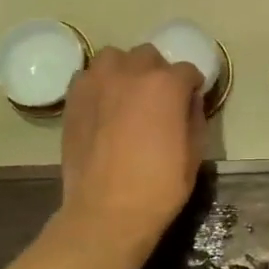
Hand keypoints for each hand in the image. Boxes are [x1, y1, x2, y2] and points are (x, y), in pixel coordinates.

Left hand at [54, 44, 205, 265]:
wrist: (106, 212)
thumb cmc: (158, 187)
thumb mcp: (194, 154)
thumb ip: (194, 117)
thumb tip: (189, 100)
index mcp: (166, 85)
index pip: (187, 71)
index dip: (191, 87)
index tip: (189, 103)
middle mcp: (132, 72)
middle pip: (149, 56)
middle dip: (157, 74)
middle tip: (157, 101)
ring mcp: (98, 82)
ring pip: (114, 57)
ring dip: (124, 70)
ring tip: (125, 95)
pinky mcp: (74, 97)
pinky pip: (88, 76)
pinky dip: (98, 84)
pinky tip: (102, 106)